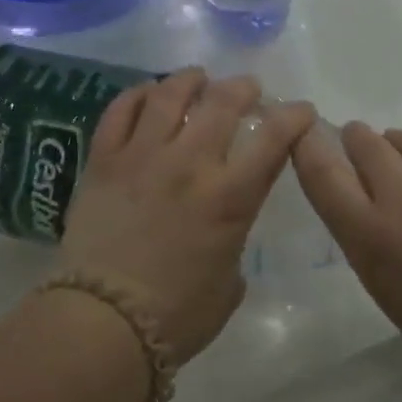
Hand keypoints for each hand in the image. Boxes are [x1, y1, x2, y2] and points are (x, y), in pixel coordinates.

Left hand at [61, 69, 315, 363]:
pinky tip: (149, 92)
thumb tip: (224, 225)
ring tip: (198, 77)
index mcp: (229, 197)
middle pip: (222, 103)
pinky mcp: (104, 159)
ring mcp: (142, 156)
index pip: (273, 140)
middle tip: (248, 87)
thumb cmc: (176, 317)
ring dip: (190, 79)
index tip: (300, 111)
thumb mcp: (229, 283)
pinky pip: (121, 111)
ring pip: (170, 95)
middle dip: (243, 87)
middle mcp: (189, 163)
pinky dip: (138, 94)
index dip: (294, 117)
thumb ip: (233, 241)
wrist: (101, 323)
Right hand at [292, 110, 401, 401]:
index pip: (322, 174)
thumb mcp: (393, 299)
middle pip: (364, 144)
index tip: (305, 132)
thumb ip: (370, 245)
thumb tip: (367, 208)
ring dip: (399, 143)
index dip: (307, 146)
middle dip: (357, 141)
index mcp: (372, 237)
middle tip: (361, 144)